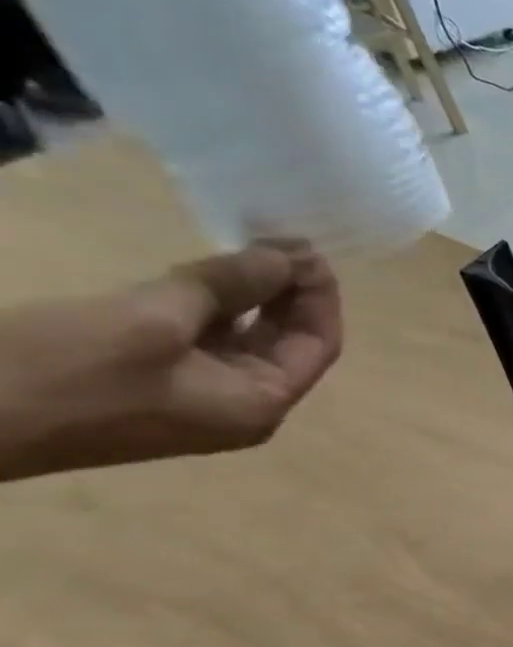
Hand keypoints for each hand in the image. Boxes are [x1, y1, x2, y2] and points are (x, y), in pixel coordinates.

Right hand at [0, 242, 343, 480]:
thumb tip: (284, 259)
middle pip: (286, 341)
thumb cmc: (58, 370)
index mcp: (259, 404)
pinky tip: (203, 275)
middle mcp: (240, 407)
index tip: (309, 248)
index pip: (318, 344)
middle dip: (289, 292)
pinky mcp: (148, 385)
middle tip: (280, 239)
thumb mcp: (152, 319)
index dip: (319, 295)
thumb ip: (227, 287)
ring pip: (243, 339)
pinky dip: (210, 308)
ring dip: (250, 296)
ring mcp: (195, 399)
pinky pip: (200, 342)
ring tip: (249, 247)